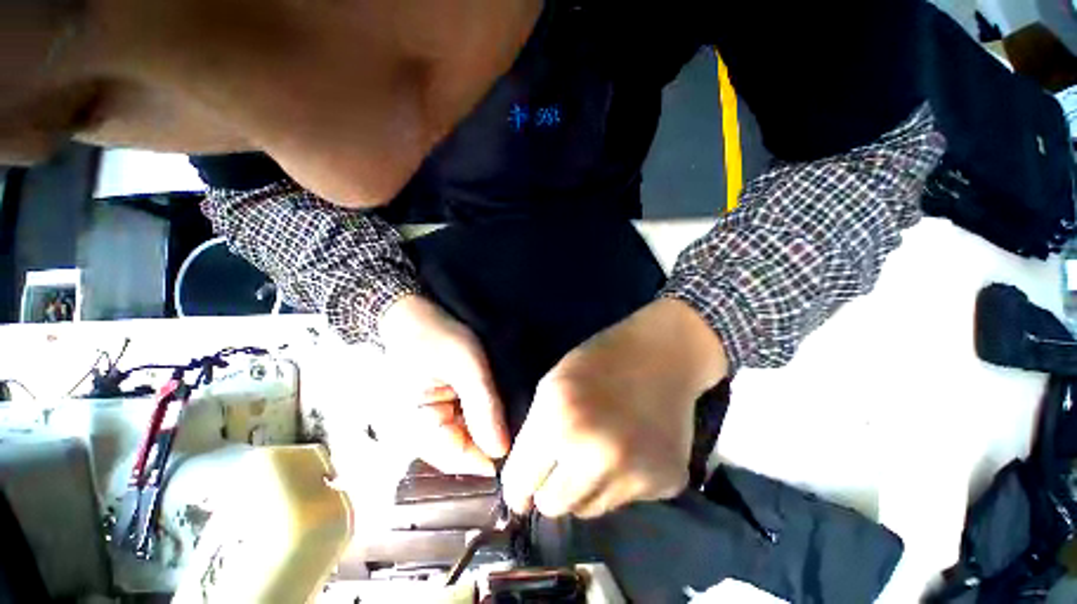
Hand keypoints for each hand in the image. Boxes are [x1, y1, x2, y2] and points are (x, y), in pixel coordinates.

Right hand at [378, 295, 509, 475]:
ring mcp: (423, 421)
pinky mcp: (433, 410)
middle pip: (459, 451)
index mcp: (411, 426)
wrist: (412, 314)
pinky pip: (458, 424)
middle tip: (519, 425)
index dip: (488, 457)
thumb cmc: (436, 335)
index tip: (519, 448)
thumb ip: (482, 407)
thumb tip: (499, 451)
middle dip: (488, 441)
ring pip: (461, 439)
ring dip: (484, 429)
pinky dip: (477, 418)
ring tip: (509, 413)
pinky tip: (493, 407)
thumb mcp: (466, 366)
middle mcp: (413, 432)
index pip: (455, 458)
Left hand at [501, 298, 727, 517]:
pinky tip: (629, 449)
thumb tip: (523, 486)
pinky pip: (624, 500)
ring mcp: (633, 473)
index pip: (521, 483)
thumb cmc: (598, 362)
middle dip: (550, 488)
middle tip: (562, 465)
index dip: (518, 488)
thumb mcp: (552, 386)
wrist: (660, 355)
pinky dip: (619, 482)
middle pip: (553, 507)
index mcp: (559, 421)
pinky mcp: (665, 483)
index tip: (522, 491)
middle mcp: (593, 454)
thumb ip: (533, 434)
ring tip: (598, 451)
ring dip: (585, 487)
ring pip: (588, 508)